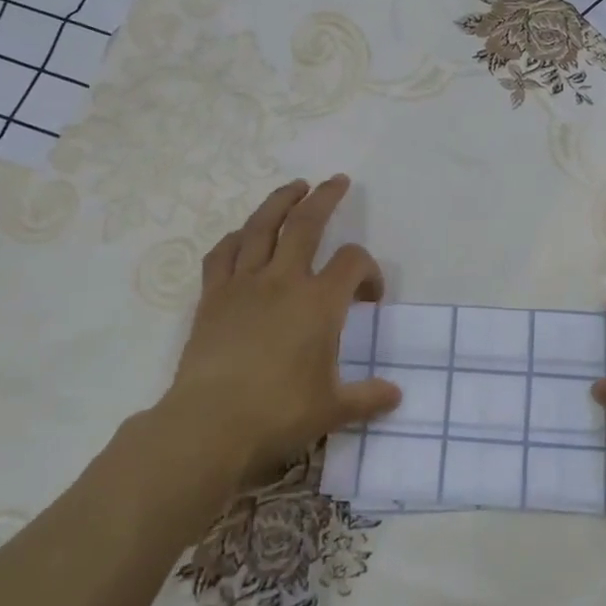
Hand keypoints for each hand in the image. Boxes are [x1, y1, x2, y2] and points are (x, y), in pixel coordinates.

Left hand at [159, 175, 398, 485]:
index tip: (370, 297)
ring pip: (262, 227)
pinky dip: (236, 238)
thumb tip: (396, 395)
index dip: (370, 271)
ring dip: (281, 201)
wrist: (209, 424)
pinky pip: (223, 254)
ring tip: (294, 187)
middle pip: (307, 223)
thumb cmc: (278, 413)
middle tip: (337, 181)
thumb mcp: (333, 409)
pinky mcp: (212, 297)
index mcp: (320, 302)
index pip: (354, 262)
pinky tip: (243, 235)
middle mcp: (284, 281)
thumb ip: (367, 397)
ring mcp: (244, 284)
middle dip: (325, 198)